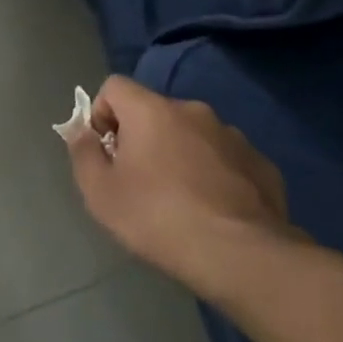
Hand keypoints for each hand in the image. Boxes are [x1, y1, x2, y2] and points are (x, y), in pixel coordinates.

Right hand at [63, 75, 300, 293]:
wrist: (240, 254)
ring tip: (179, 201)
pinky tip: (213, 210)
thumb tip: (81, 130)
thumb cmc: (157, 217)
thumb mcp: (100, 192)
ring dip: (179, 155)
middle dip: (141, 138)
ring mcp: (233, 135)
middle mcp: (194, 111)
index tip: (105, 151)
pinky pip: (224, 158)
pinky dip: (212, 174)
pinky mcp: (261, 163)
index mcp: (152, 111)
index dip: (101, 113)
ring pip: (192, 135)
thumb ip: (83, 152)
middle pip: (154, 112)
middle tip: (138, 182)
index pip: (115, 86)